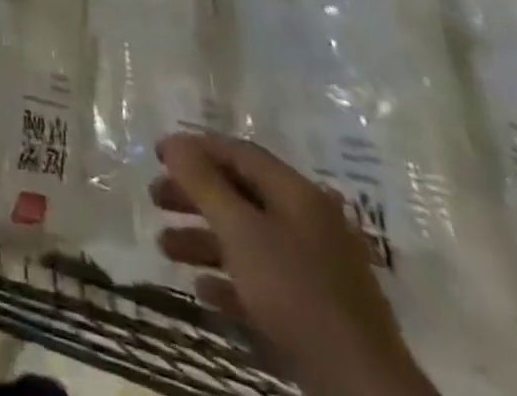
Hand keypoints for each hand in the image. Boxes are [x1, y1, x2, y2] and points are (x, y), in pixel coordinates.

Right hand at [151, 134, 433, 395]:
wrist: (361, 387)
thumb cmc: (295, 292)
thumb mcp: (240, 230)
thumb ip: (203, 183)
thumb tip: (174, 143)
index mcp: (297, 193)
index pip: (238, 153)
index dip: (195, 148)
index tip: (157, 154)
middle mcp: (308, 222)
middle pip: (240, 194)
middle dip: (194, 195)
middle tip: (155, 199)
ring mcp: (314, 269)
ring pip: (247, 239)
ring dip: (203, 239)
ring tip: (165, 248)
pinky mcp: (315, 311)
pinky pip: (262, 281)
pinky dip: (229, 279)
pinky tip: (202, 290)